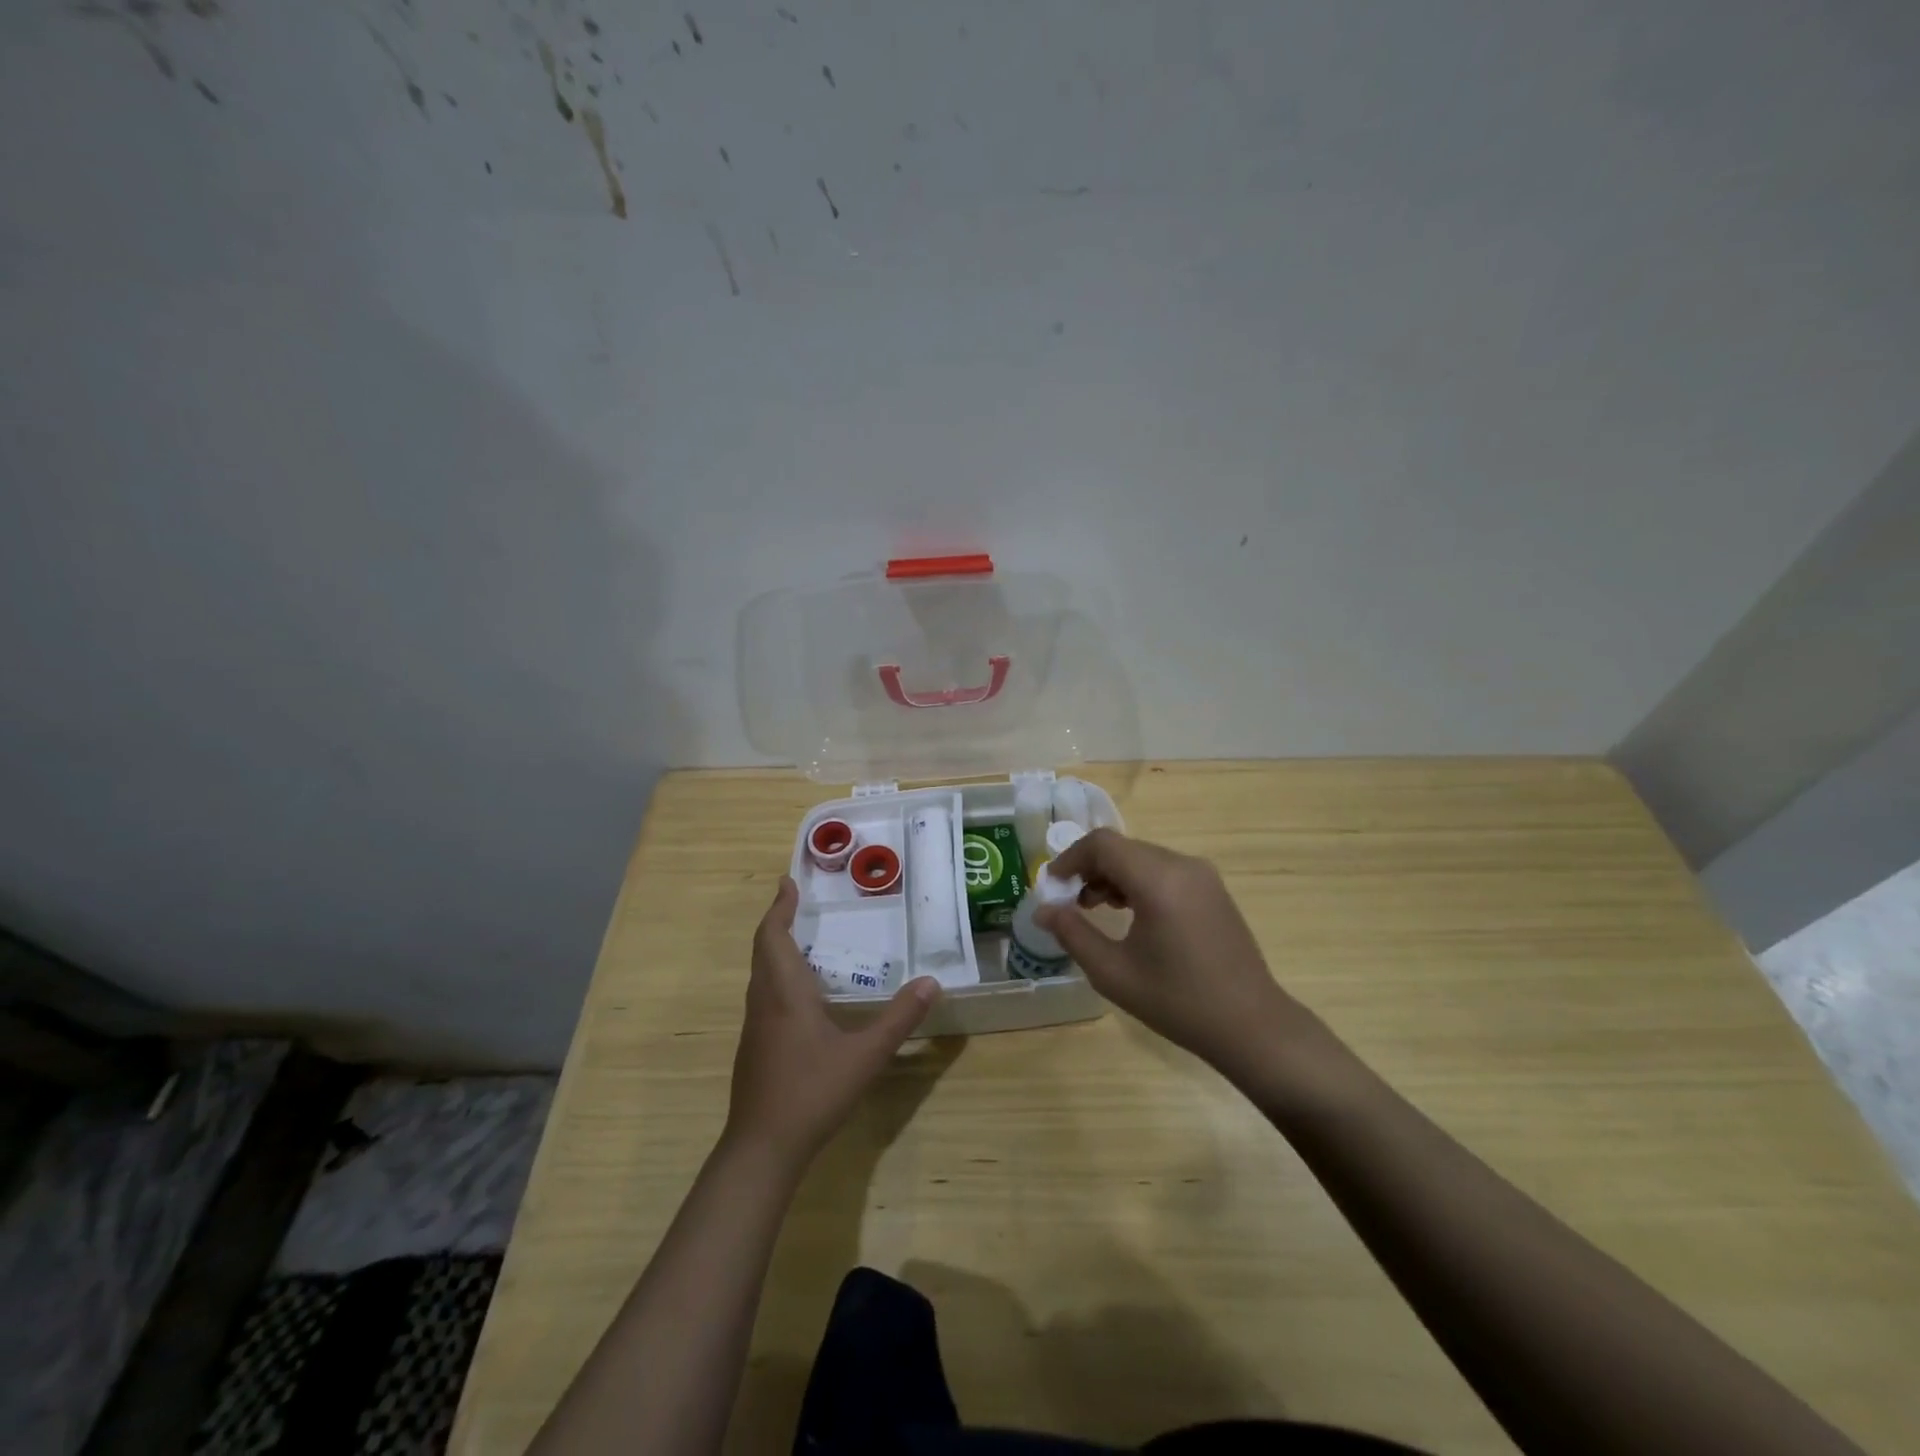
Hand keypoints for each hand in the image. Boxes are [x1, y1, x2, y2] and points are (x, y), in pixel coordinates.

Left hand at [725, 877, 941, 1165]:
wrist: (762, 1148)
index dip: (779, 908)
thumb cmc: (812, 1092)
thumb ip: (899, 1018)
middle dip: (778, 922)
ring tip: (802, 939)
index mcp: (784, 993)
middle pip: (763, 950)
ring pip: (760, 974)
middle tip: (797, 902)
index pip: (773, 937)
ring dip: (776, 949)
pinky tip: (801, 993)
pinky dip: (778, 975)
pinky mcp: (755, 1047)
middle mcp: (764, 1002)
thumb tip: (931, 982)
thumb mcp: (865, 1055)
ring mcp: (754, 1027)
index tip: (787, 883)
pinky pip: (764, 995)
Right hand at [1036, 829, 1313, 1080]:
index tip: (1052, 886)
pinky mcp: (1213, 889)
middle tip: (1069, 902)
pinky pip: (1164, 870)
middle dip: (1090, 868)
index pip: (1102, 844)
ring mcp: (1203, 875)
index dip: (1070, 858)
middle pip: (1122, 848)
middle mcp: (1182, 866)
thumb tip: (1043, 910)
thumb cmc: (1177, 1001)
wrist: (1251, 1025)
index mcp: (1158, 880)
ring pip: (1143, 857)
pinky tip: (1130, 913)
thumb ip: (1073, 934)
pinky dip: (1138, 881)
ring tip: (1095, 909)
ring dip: (1113, 875)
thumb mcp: (1113, 972)